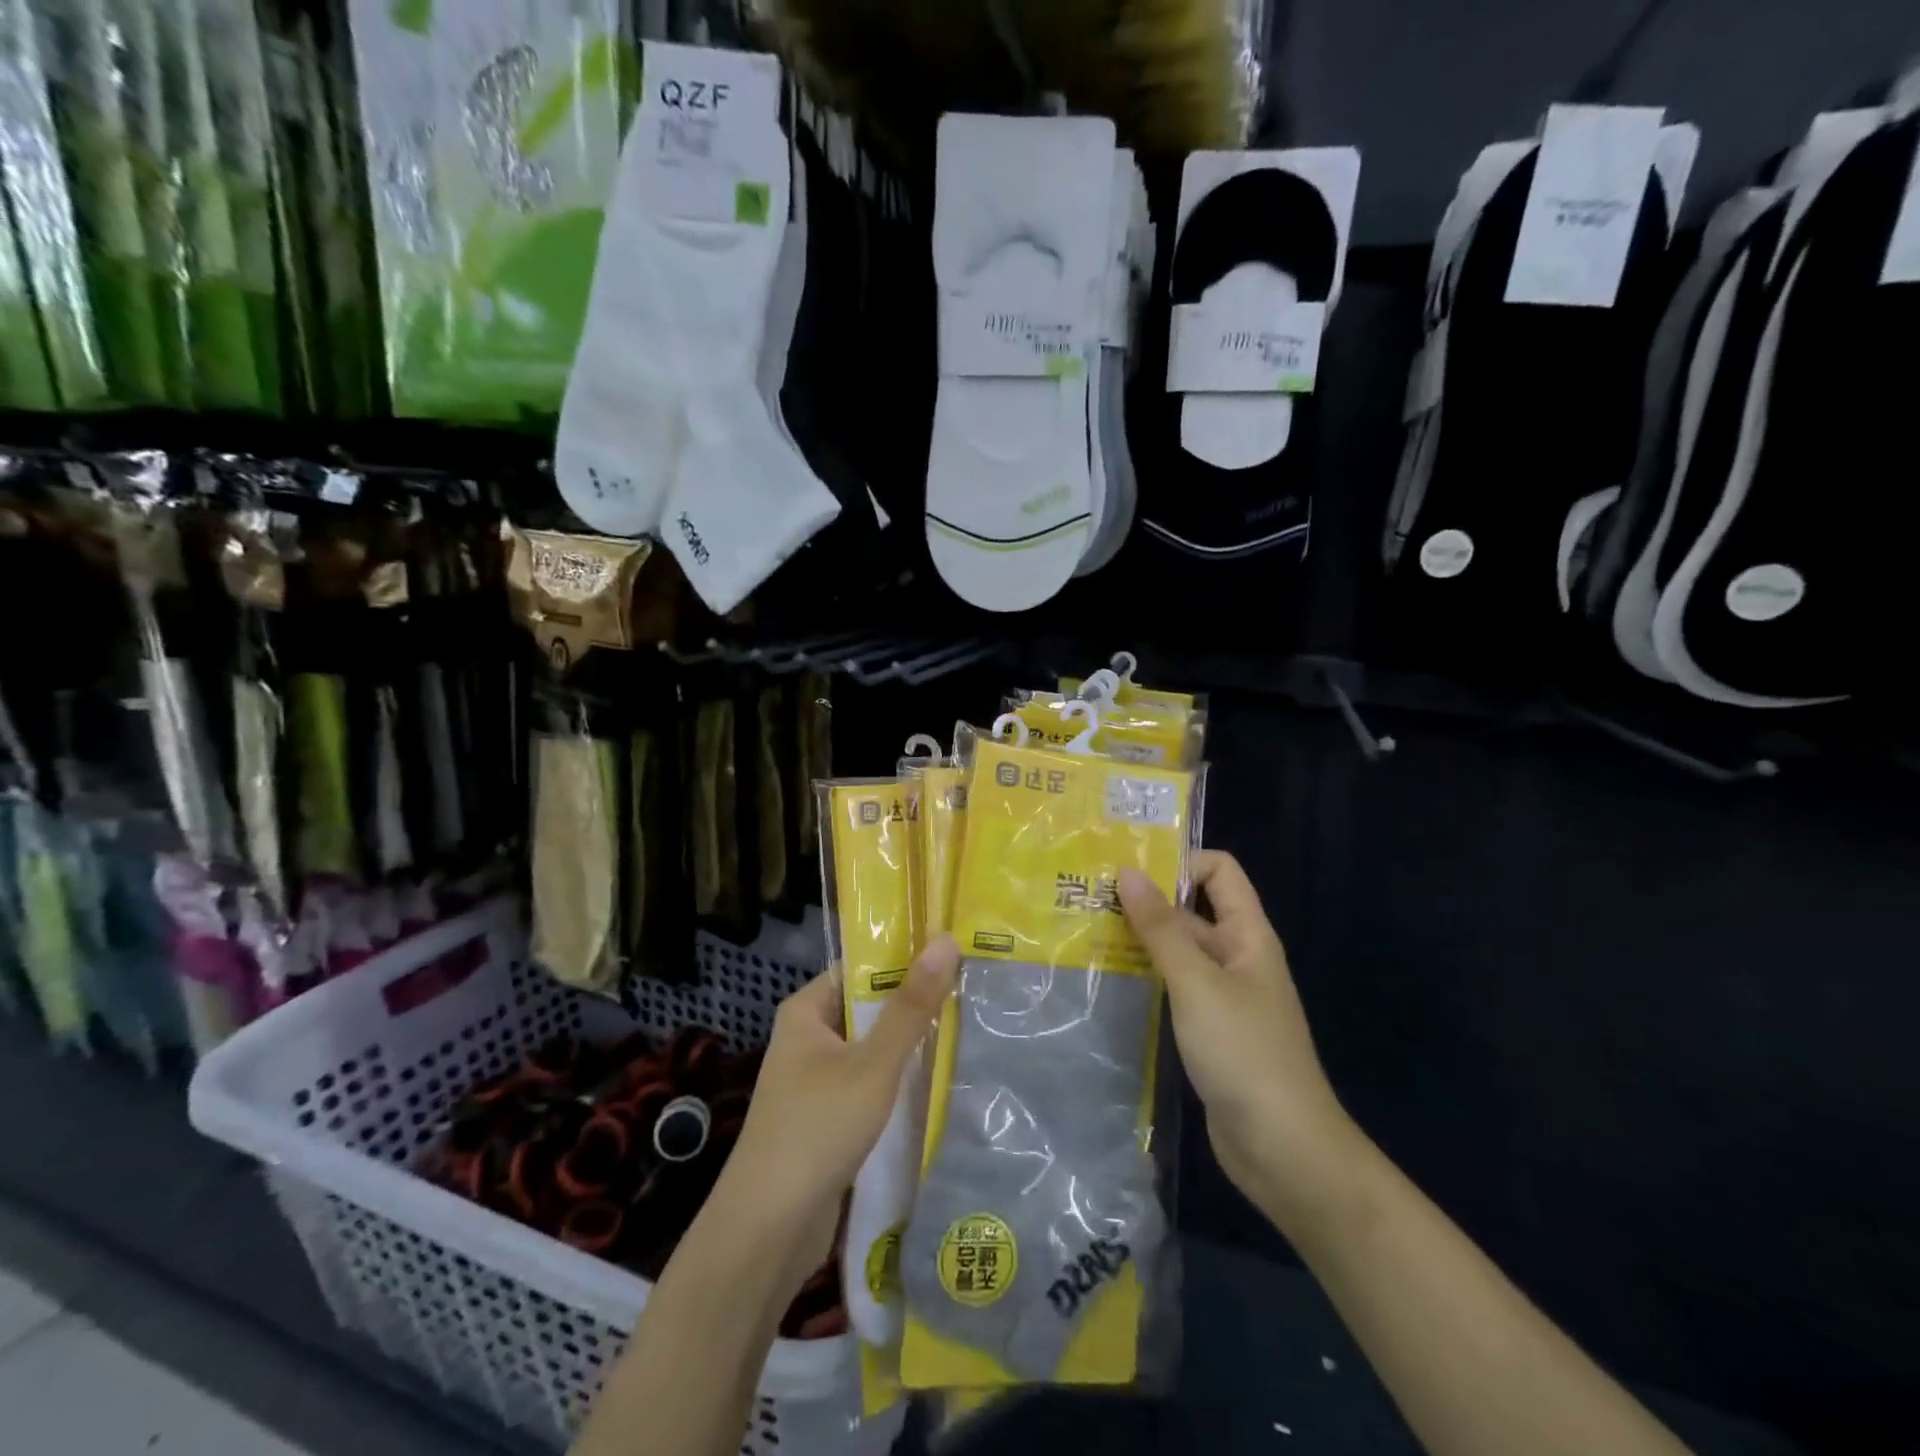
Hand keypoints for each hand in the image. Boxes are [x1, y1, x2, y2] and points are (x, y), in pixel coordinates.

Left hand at [706, 936, 959, 1291]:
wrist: (767, 1231)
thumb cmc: (817, 1129)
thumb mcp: (873, 1063)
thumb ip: (911, 1006)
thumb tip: (945, 940)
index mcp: (806, 1010)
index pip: (860, 966)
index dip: (904, 957)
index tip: (953, 951)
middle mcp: (807, 1038)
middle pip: (869, 1007)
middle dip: (914, 1004)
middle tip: (972, 989)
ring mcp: (815, 1080)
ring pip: (872, 1049)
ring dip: (910, 1045)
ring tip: (968, 1027)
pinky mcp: (827, 1117)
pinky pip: (869, 1084)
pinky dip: (898, 1081)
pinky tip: (939, 1080)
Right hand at [1118, 853, 1358, 1223]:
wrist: (1284, 1150)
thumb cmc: (1245, 1053)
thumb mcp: (1197, 983)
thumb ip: (1161, 928)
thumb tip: (1128, 872)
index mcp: (1247, 935)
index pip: (1219, 872)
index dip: (1180, 861)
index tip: (1128, 867)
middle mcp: (1235, 957)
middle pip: (1191, 910)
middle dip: (1145, 900)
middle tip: (1087, 896)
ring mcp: (1221, 995)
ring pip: (1177, 951)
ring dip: (1138, 939)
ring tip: (1084, 930)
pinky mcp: (1206, 1029)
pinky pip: (1173, 987)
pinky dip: (1144, 976)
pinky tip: (1106, 978)